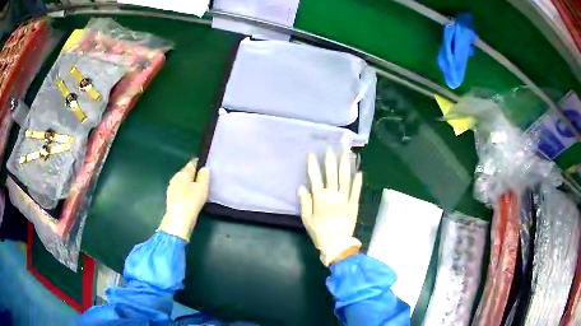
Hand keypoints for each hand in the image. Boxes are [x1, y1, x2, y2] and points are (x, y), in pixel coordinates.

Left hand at [158, 158, 209, 241]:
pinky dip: (184, 191)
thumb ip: (204, 176)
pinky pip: (179, 190)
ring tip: (196, 187)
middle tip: (202, 177)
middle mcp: (176, 178)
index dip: (198, 163)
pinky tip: (189, 196)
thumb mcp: (202, 187)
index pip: (191, 164)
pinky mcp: (170, 198)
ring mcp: (171, 188)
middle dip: (192, 174)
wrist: (178, 220)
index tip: (204, 165)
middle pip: (185, 172)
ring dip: (187, 183)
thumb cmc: (191, 201)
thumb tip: (204, 168)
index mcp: (183, 173)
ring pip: (181, 181)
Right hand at [299, 149, 362, 265]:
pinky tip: (359, 172)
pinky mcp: (354, 204)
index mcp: (320, 198)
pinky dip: (358, 181)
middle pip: (331, 174)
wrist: (336, 244)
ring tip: (346, 153)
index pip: (315, 178)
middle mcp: (333, 195)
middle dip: (330, 160)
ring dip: (345, 165)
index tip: (311, 154)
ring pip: (345, 178)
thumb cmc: (319, 232)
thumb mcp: (307, 219)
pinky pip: (356, 191)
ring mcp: (345, 199)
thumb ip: (305, 202)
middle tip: (331, 148)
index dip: (313, 165)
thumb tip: (302, 187)